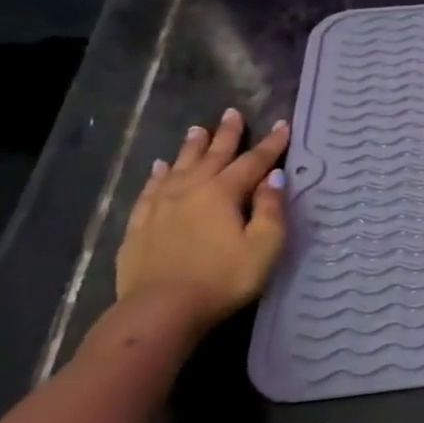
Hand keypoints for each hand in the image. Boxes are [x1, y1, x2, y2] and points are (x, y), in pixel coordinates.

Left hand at [115, 108, 290, 330]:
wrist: (161, 310)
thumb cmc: (224, 278)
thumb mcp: (264, 246)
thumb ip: (271, 209)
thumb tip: (274, 177)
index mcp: (223, 193)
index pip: (253, 162)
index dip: (271, 144)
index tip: (283, 125)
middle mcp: (190, 191)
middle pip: (212, 156)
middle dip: (226, 135)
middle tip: (232, 113)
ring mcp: (160, 207)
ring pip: (179, 167)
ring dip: (191, 148)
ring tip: (197, 130)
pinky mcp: (140, 226)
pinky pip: (151, 190)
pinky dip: (159, 175)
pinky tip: (160, 168)